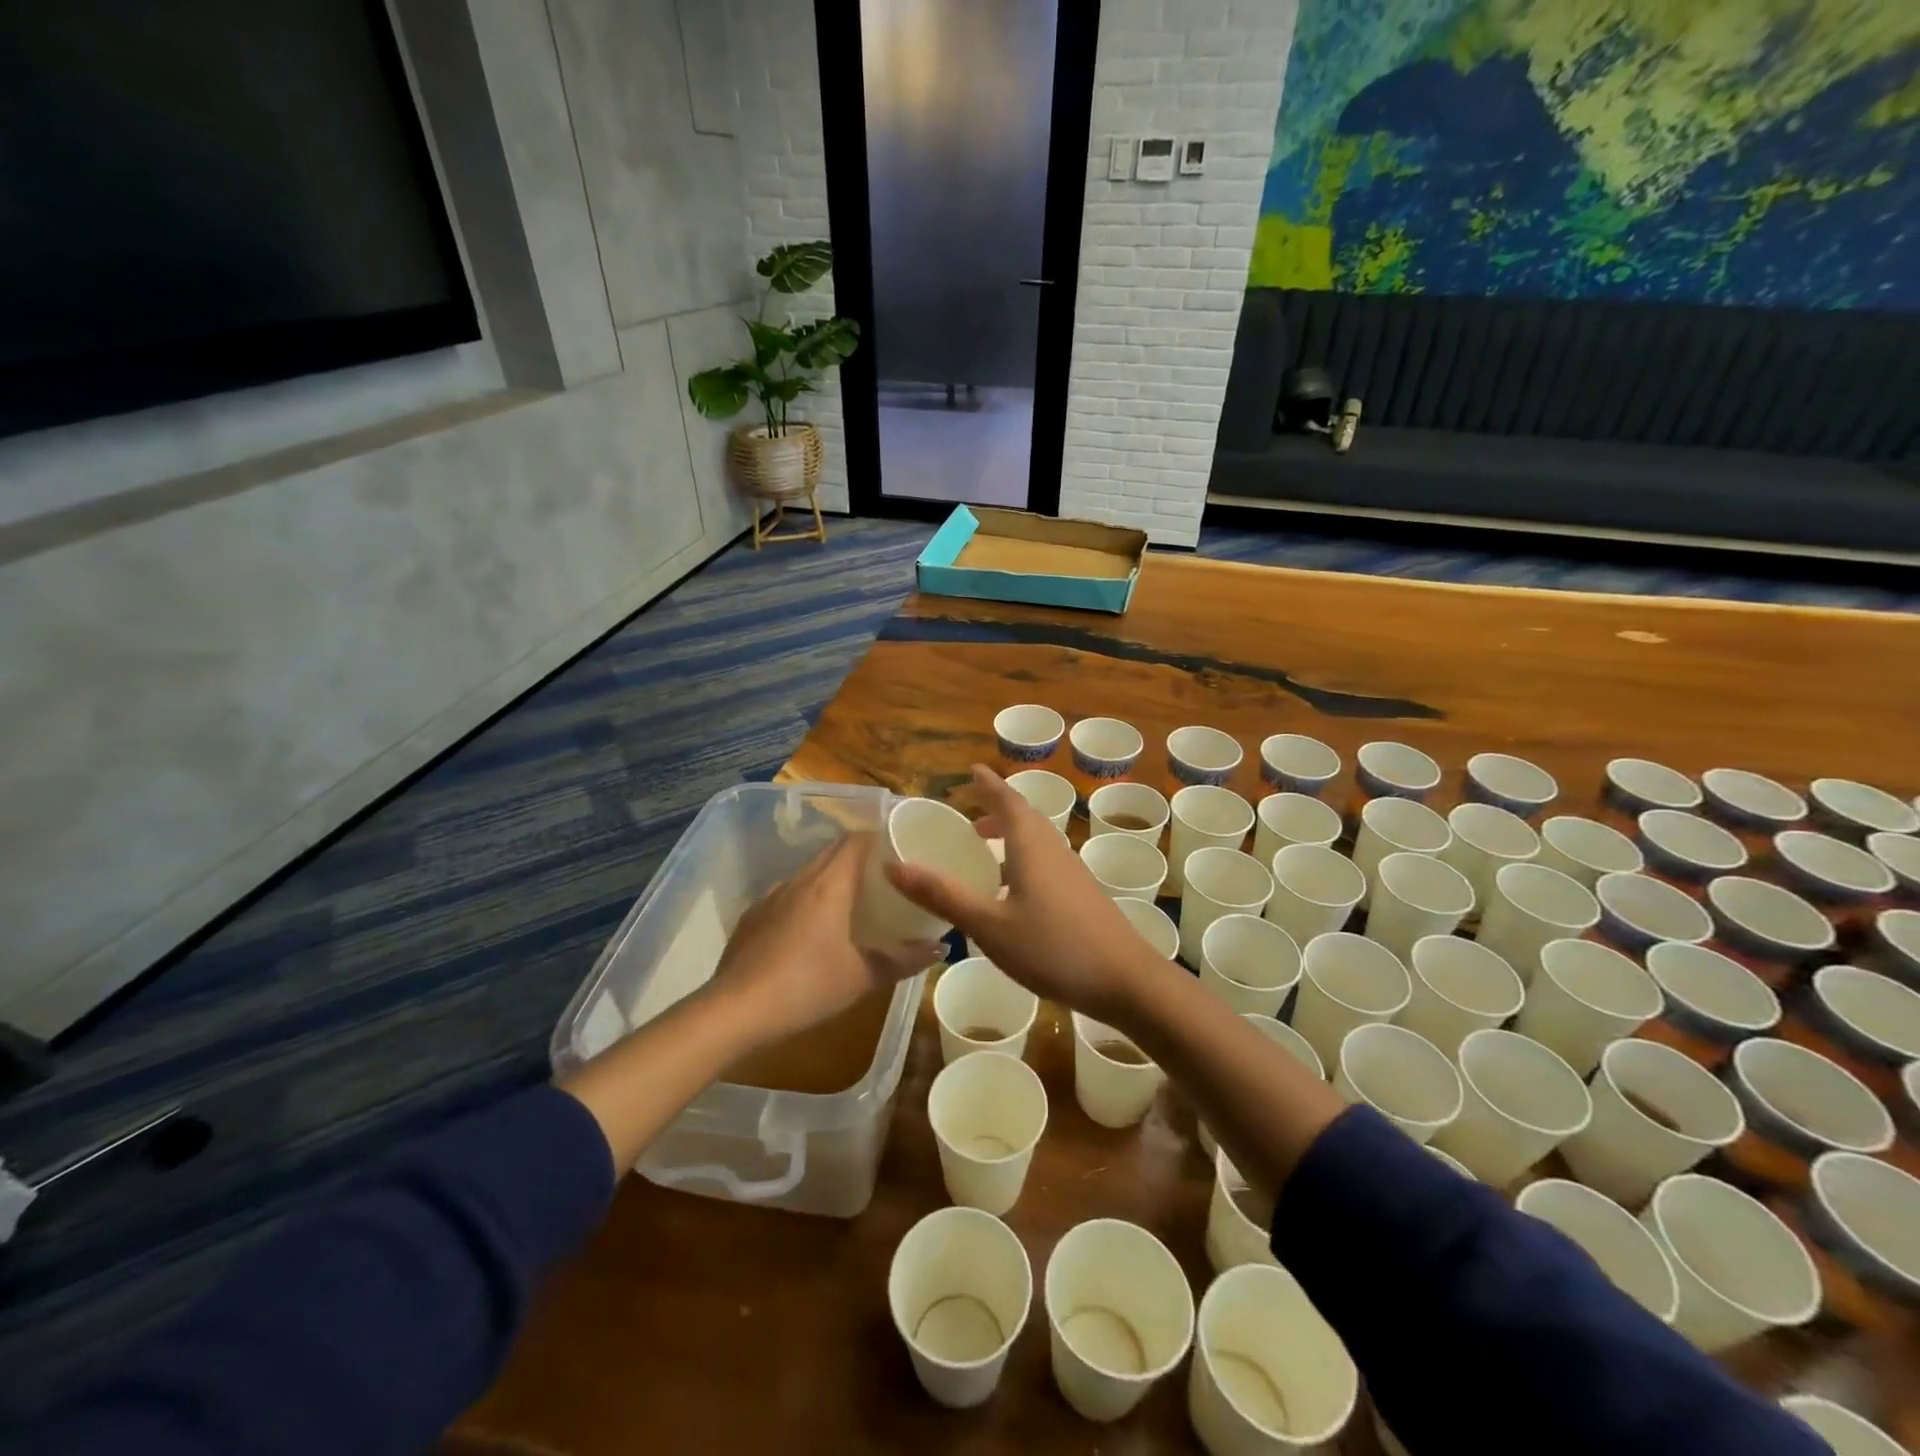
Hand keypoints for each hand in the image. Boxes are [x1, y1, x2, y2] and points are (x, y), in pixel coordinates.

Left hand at [713, 833, 940, 1046]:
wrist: (735, 1011)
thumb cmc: (807, 986)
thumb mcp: (863, 977)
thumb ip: (904, 959)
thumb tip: (940, 947)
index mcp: (829, 884)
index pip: (856, 841)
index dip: (879, 839)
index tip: (899, 849)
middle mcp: (800, 880)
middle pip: (832, 852)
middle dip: (858, 857)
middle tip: (884, 877)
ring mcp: (771, 896)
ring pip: (808, 873)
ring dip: (831, 878)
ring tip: (852, 902)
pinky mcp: (752, 917)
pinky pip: (787, 895)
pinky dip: (806, 900)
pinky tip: (811, 931)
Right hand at [885, 764, 1166, 1025]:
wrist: (1127, 981)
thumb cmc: (1054, 947)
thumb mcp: (989, 925)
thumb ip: (943, 895)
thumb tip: (894, 865)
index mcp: (1031, 845)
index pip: (1007, 800)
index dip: (988, 784)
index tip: (972, 770)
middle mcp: (1053, 849)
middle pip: (1023, 817)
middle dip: (996, 809)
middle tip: (968, 816)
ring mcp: (1072, 872)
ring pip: (1036, 841)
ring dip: (1010, 835)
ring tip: (984, 848)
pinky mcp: (1081, 895)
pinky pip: (1045, 862)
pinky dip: (1022, 859)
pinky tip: (1011, 890)